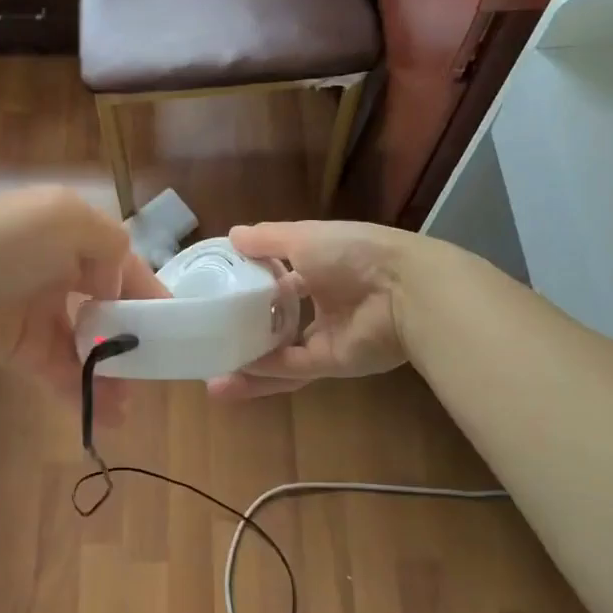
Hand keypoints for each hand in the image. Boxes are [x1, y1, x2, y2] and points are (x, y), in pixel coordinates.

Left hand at [0, 186, 165, 421]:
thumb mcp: (63, 218)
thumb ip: (106, 243)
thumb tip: (113, 284)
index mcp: (68, 232)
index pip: (121, 261)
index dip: (148, 289)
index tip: (174, 324)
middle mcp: (58, 268)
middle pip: (108, 304)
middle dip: (134, 335)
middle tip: (156, 368)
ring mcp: (38, 310)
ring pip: (88, 343)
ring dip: (113, 371)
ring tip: (132, 401)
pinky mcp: (20, 347)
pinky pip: (61, 370)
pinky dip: (83, 391)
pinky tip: (107, 415)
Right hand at [207, 220, 414, 399]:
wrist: (404, 291)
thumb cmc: (352, 253)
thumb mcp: (303, 236)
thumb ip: (267, 239)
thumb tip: (232, 235)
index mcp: (319, 266)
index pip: (279, 276)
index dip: (251, 283)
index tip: (217, 291)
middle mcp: (322, 301)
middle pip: (277, 319)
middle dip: (244, 329)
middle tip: (208, 337)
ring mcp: (327, 334)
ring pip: (280, 351)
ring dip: (247, 363)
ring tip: (209, 374)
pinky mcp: (332, 362)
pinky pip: (291, 369)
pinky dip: (263, 373)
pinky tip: (231, 377)